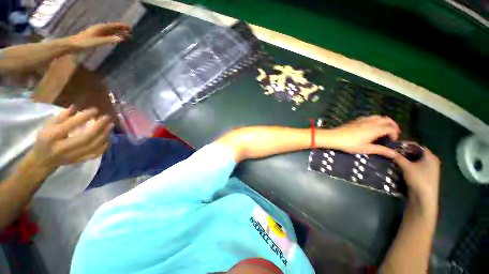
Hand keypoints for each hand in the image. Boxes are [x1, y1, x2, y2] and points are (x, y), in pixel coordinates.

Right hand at [27, 106, 111, 172]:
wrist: (43, 161)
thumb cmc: (45, 140)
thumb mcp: (48, 126)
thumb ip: (61, 117)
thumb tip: (75, 107)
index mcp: (51, 137)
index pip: (69, 125)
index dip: (84, 117)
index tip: (95, 110)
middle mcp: (62, 148)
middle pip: (85, 138)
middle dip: (99, 126)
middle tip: (107, 117)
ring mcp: (72, 156)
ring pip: (93, 146)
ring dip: (104, 135)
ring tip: (110, 125)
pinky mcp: (79, 161)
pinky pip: (95, 154)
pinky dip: (104, 146)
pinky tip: (108, 138)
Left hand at [68, 23, 131, 49]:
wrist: (72, 45)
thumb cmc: (84, 43)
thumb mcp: (97, 42)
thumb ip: (109, 40)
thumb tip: (121, 38)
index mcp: (100, 28)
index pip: (113, 26)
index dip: (121, 26)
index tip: (129, 28)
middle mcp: (99, 29)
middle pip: (112, 28)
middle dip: (121, 30)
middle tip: (130, 32)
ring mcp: (97, 33)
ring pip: (110, 32)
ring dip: (118, 33)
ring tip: (125, 36)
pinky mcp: (96, 38)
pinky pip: (107, 36)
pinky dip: (113, 36)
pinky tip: (116, 39)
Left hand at [320, 116, 400, 157]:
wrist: (334, 137)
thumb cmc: (350, 144)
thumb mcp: (366, 149)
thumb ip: (381, 150)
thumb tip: (395, 154)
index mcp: (376, 129)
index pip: (391, 128)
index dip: (395, 133)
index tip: (393, 140)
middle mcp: (371, 122)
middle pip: (387, 119)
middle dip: (393, 125)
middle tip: (393, 133)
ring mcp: (363, 119)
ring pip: (378, 116)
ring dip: (384, 121)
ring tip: (384, 129)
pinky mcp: (356, 120)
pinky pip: (370, 117)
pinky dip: (375, 120)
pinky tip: (371, 126)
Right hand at [394, 147, 440, 205]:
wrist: (424, 198)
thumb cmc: (419, 179)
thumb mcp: (406, 167)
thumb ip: (398, 157)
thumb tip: (388, 150)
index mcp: (430, 156)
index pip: (417, 145)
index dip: (406, 144)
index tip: (394, 144)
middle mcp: (431, 161)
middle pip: (416, 152)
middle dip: (404, 151)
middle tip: (392, 151)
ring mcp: (428, 168)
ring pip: (414, 159)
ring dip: (404, 158)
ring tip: (393, 157)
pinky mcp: (424, 175)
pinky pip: (415, 165)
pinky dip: (407, 164)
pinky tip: (398, 165)